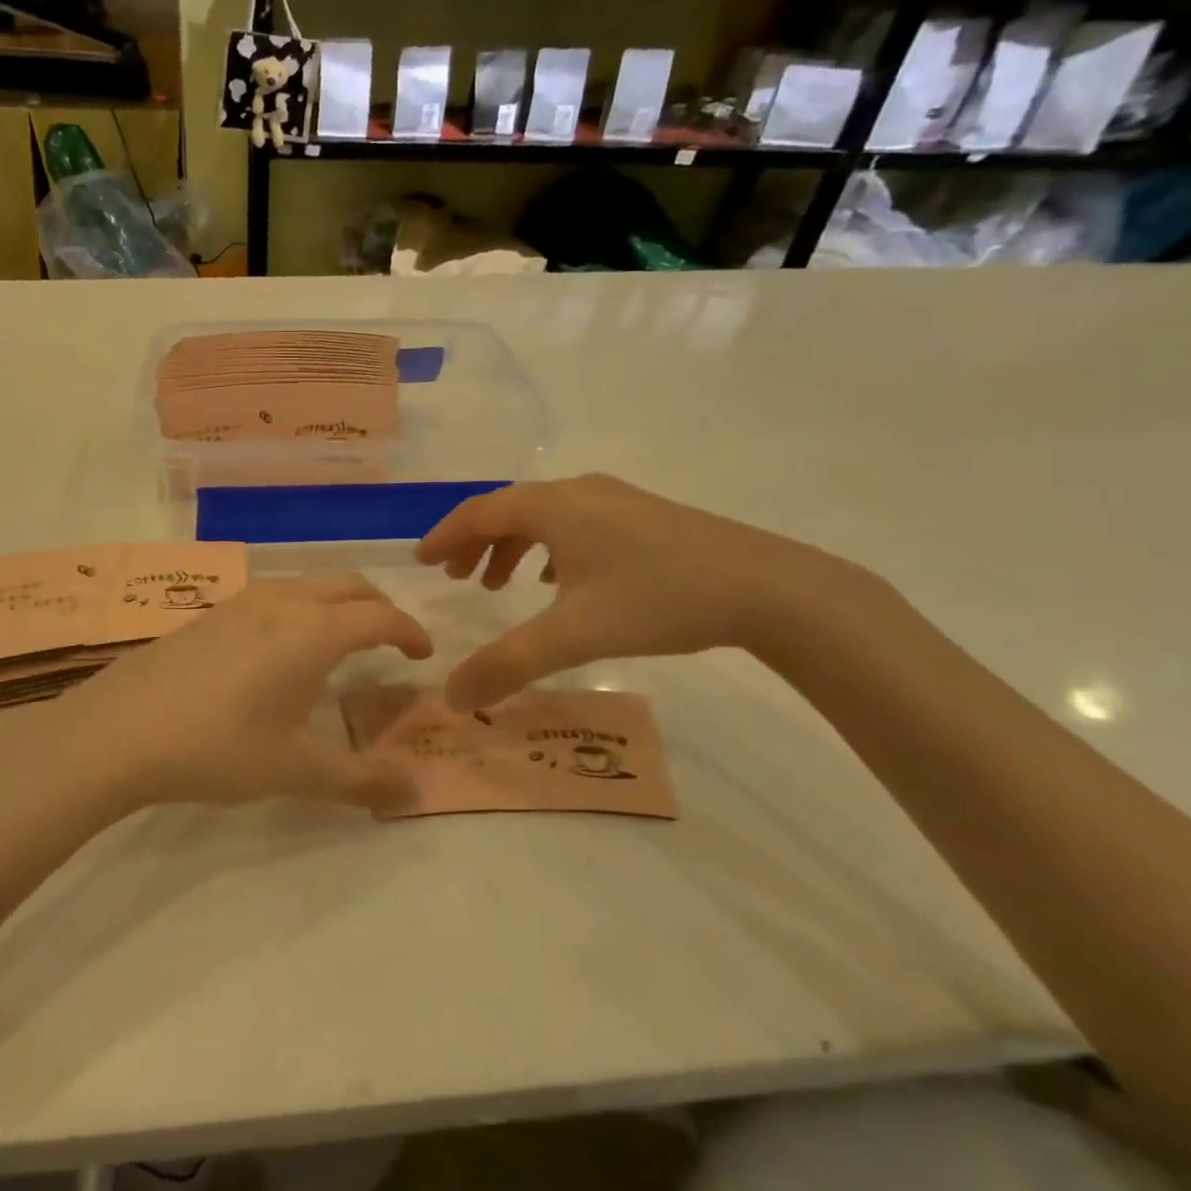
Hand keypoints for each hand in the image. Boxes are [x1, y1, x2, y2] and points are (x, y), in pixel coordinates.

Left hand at [0, 575, 432, 812]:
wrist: (120, 730)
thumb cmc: (218, 747)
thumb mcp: (295, 771)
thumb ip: (360, 781)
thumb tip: (415, 795)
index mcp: (314, 631)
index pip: (379, 616)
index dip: (408, 630)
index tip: (422, 653)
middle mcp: (283, 601)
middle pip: (347, 586)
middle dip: (378, 607)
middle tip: (390, 641)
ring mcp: (241, 601)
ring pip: (307, 584)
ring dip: (336, 603)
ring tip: (339, 642)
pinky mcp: (210, 612)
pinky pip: (273, 595)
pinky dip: (300, 608)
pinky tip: (280, 649)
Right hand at [416, 475, 868, 709]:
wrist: (769, 588)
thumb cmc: (658, 598)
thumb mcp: (575, 635)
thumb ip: (508, 665)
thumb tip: (451, 698)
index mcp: (553, 506)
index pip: (479, 512)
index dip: (444, 535)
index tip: (421, 561)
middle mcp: (579, 492)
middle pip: (508, 509)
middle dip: (475, 543)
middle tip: (456, 578)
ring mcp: (615, 501)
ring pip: (544, 517)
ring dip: (512, 547)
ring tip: (500, 585)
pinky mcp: (643, 517)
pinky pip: (575, 524)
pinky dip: (549, 549)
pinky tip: (559, 582)